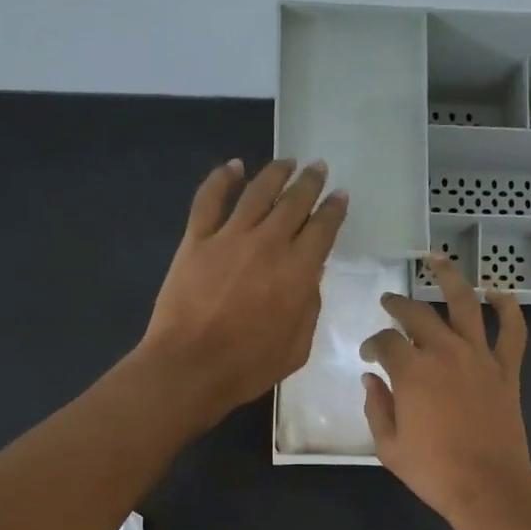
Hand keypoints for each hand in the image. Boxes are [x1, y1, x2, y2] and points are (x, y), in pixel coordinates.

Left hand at [137, 158, 347, 423]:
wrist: (190, 367)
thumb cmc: (248, 367)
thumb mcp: (297, 348)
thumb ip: (309, 307)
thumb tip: (311, 276)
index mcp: (298, 272)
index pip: (323, 230)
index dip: (334, 210)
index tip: (340, 196)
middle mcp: (268, 244)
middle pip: (294, 203)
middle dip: (310, 183)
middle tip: (318, 168)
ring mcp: (229, 238)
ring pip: (257, 192)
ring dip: (275, 173)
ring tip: (286, 162)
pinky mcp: (196, 240)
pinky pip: (209, 200)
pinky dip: (222, 178)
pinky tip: (233, 167)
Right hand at [361, 253, 530, 529]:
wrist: (488, 487)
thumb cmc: (433, 471)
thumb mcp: (389, 446)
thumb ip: (377, 407)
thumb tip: (371, 380)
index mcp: (411, 372)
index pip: (386, 341)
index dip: (373, 343)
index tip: (369, 355)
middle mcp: (445, 353)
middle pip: (419, 314)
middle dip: (399, 304)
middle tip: (390, 301)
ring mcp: (480, 357)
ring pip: (465, 304)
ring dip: (450, 278)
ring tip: (436, 261)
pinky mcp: (506, 370)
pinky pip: (513, 331)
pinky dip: (509, 308)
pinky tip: (499, 293)